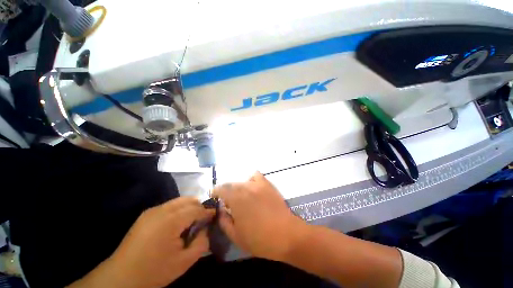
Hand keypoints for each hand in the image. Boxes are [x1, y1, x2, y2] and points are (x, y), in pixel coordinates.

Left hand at [70, 197, 214, 287]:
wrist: (121, 276)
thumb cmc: (154, 271)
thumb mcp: (184, 262)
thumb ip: (201, 243)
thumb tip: (205, 229)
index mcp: (171, 221)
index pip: (196, 209)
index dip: (208, 211)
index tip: (215, 214)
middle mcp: (162, 210)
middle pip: (188, 200)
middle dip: (199, 207)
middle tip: (202, 219)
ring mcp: (152, 210)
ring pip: (179, 201)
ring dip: (188, 207)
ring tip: (190, 221)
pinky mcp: (146, 214)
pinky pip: (169, 206)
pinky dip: (178, 210)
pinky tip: (176, 224)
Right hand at [212, 172, 307, 260]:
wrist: (286, 234)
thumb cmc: (259, 239)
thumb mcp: (236, 236)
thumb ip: (224, 221)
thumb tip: (221, 210)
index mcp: (236, 199)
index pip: (221, 189)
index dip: (216, 191)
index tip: (214, 196)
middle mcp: (245, 187)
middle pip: (231, 184)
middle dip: (226, 192)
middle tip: (228, 202)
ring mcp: (258, 184)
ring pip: (242, 181)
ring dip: (238, 188)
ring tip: (241, 197)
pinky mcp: (267, 184)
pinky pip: (256, 176)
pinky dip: (251, 180)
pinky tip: (252, 188)